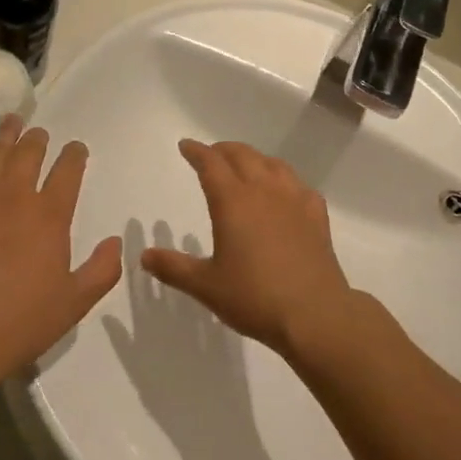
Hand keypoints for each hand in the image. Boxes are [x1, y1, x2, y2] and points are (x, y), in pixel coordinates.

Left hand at [0, 117, 120, 389]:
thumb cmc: (19, 323)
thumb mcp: (74, 304)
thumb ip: (102, 270)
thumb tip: (116, 242)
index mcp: (50, 215)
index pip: (68, 170)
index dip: (75, 155)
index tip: (76, 149)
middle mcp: (14, 195)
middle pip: (28, 153)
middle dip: (38, 140)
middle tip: (39, 135)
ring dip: (5, 136)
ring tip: (10, 124)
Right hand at [143, 140, 356, 357]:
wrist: (314, 313)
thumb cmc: (254, 297)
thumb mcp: (206, 286)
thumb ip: (174, 268)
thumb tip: (145, 255)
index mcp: (233, 201)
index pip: (210, 163)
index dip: (196, 152)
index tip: (186, 146)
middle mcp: (263, 190)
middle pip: (242, 155)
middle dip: (223, 150)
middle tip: (212, 154)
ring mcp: (294, 199)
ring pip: (272, 164)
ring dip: (254, 158)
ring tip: (246, 167)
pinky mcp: (316, 213)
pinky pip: (298, 184)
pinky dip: (284, 180)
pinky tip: (284, 193)